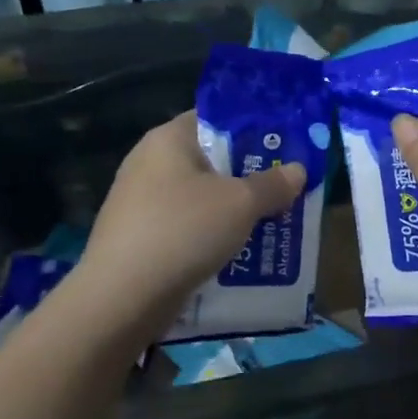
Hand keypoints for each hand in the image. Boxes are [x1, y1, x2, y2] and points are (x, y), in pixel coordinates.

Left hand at [71, 111, 305, 331]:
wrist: (120, 298)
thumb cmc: (183, 231)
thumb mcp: (240, 204)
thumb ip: (272, 184)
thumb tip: (297, 170)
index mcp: (168, 139)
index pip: (215, 119)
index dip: (252, 130)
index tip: (284, 147)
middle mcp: (149, 163)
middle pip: (209, 160)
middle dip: (248, 176)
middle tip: (286, 187)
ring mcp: (139, 202)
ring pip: (199, 198)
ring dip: (231, 210)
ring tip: (270, 222)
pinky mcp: (137, 238)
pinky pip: (184, 227)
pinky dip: (209, 235)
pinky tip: (237, 253)